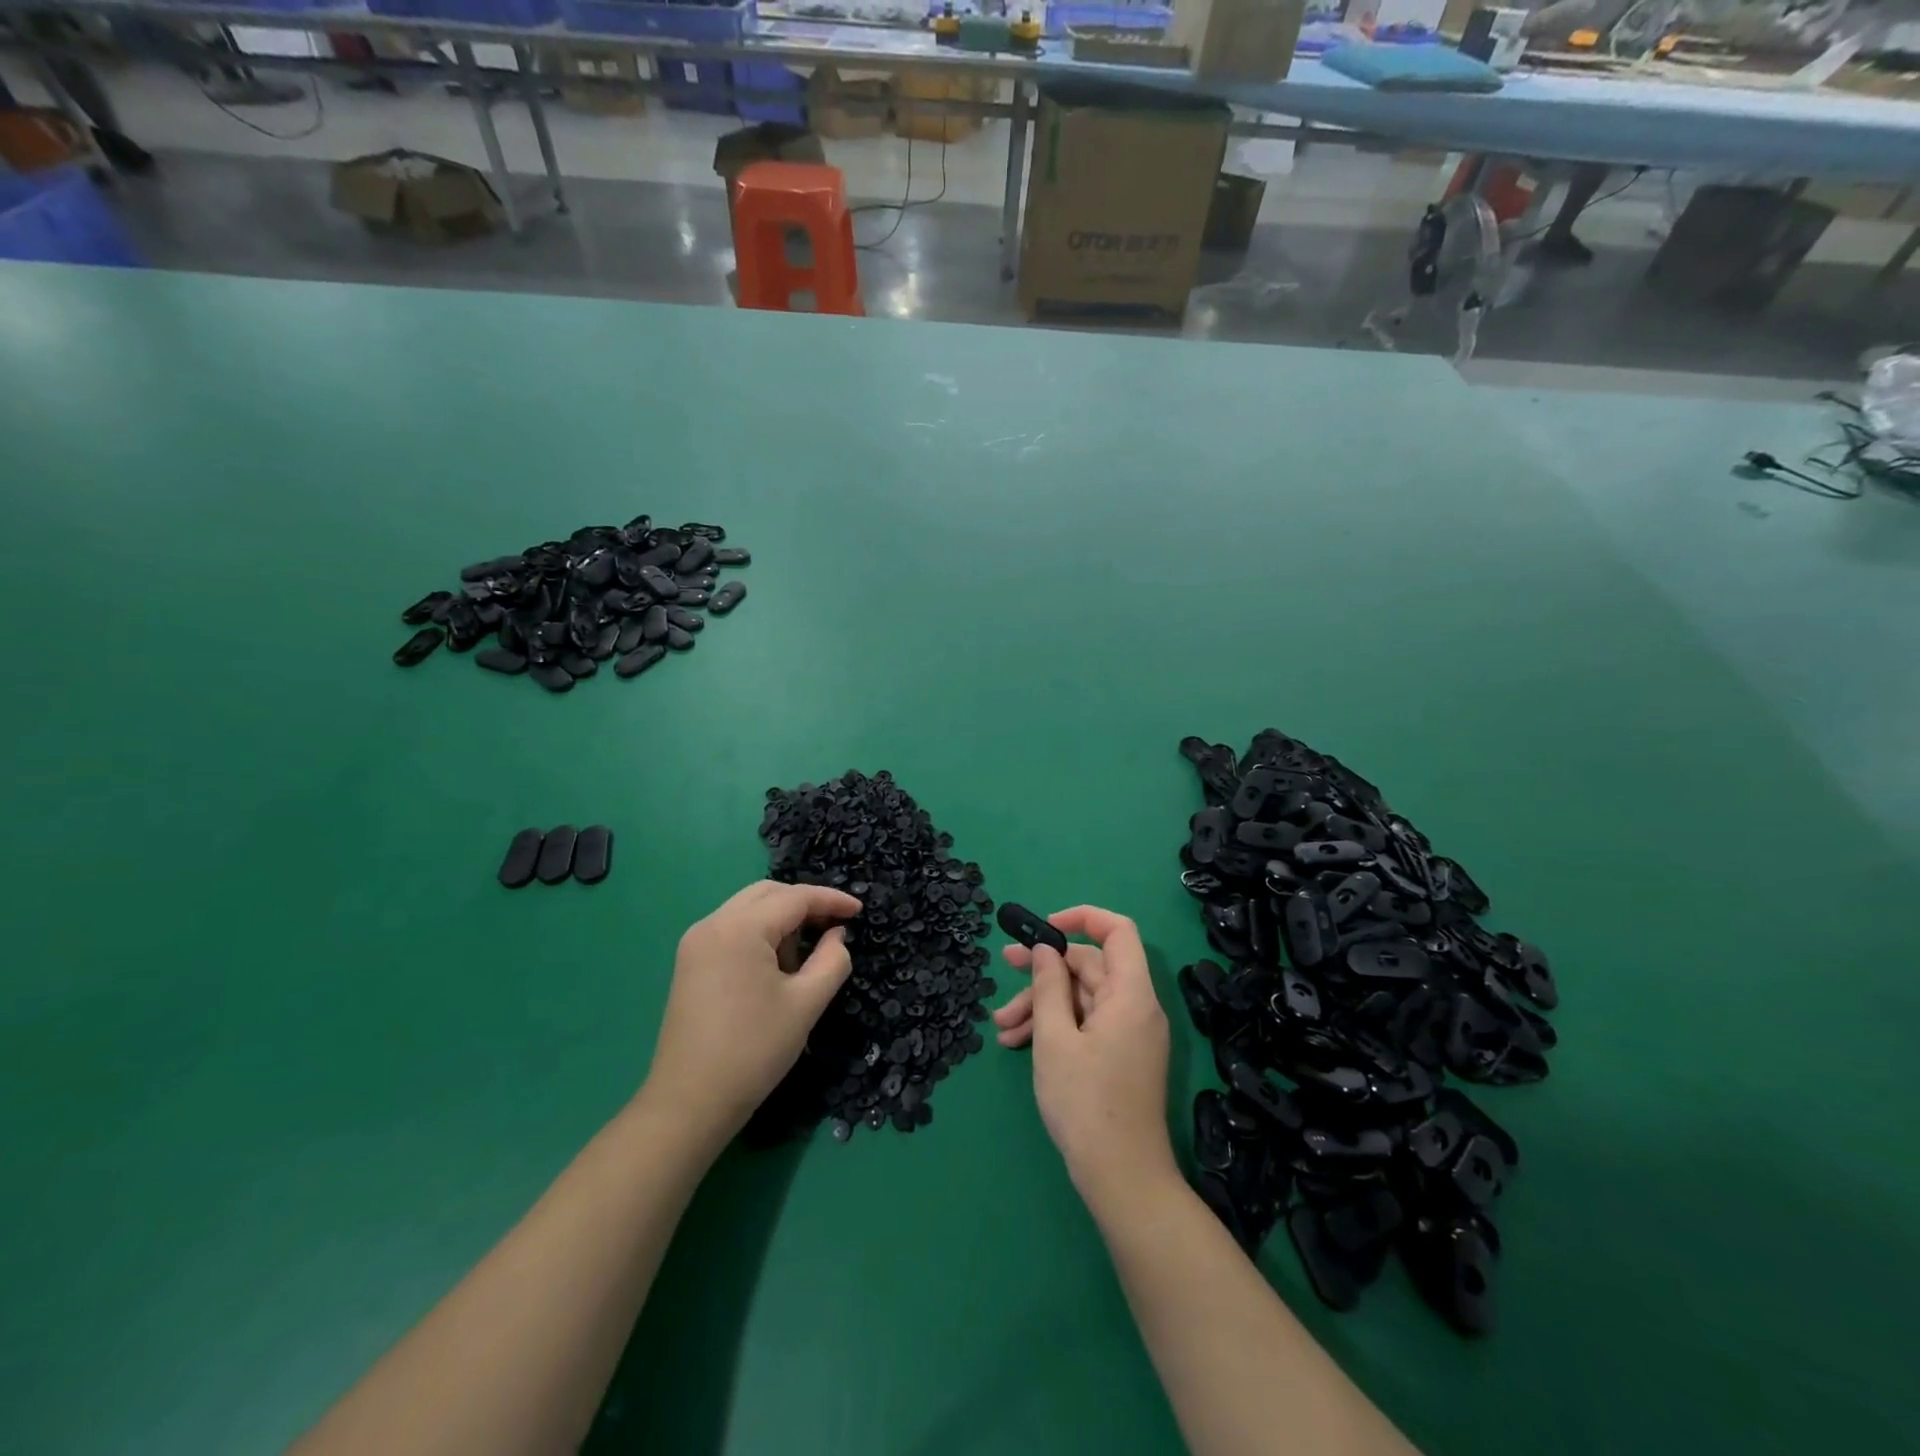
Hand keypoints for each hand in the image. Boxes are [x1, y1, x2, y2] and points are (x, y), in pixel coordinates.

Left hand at [641, 880, 861, 1147]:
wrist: (690, 1103)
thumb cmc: (754, 1051)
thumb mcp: (806, 1004)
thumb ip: (832, 960)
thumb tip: (836, 936)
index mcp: (740, 928)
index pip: (795, 898)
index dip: (831, 900)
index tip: (859, 910)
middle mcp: (712, 924)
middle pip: (768, 894)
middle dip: (805, 904)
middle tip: (836, 927)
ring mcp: (696, 942)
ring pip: (749, 909)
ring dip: (782, 920)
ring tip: (805, 956)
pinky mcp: (690, 962)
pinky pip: (733, 929)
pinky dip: (760, 934)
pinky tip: (776, 965)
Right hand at [992, 906, 1175, 1208]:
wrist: (1122, 1179)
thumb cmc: (1086, 1103)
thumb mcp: (1055, 1039)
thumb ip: (1048, 986)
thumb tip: (1045, 949)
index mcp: (1130, 994)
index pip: (1117, 931)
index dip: (1081, 918)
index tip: (1043, 928)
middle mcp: (1136, 1006)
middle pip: (1090, 967)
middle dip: (1045, 970)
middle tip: (1005, 967)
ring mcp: (1129, 1034)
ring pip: (1082, 998)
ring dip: (1042, 1004)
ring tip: (1001, 1026)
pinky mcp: (1120, 1057)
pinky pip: (1087, 1024)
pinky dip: (1056, 1027)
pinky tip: (1018, 1043)